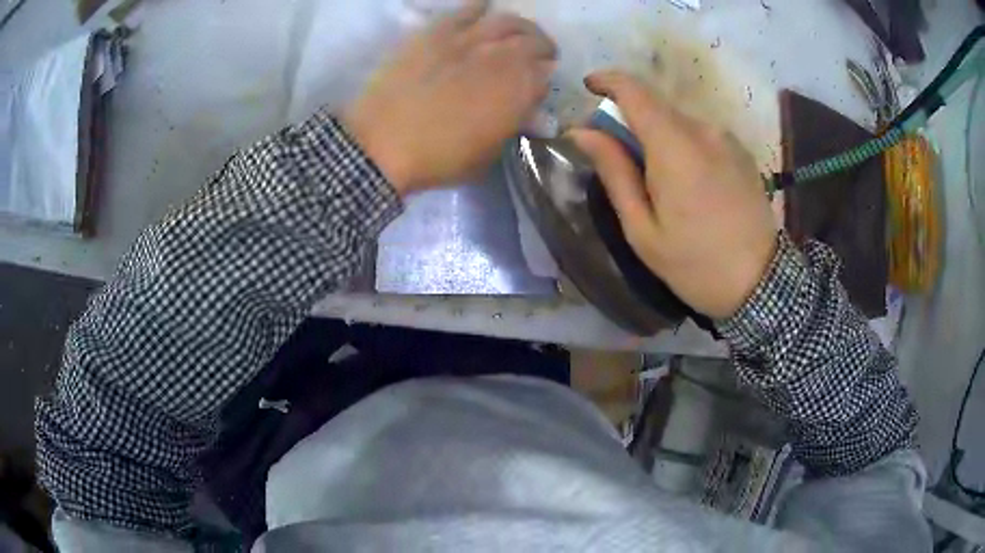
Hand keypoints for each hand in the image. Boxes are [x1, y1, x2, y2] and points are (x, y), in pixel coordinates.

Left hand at [342, 0, 556, 195]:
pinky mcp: (437, 32)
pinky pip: (466, 10)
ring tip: (518, 32)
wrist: (382, 143)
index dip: (544, 79)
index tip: (538, 85)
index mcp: (518, 91)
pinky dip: (479, 7)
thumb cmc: (437, 160)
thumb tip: (522, 106)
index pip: (545, 75)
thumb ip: (510, 126)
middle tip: (539, 55)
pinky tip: (484, 7)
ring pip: (508, 21)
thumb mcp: (487, 156)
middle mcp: (502, 58)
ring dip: (521, 26)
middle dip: (542, 49)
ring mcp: (469, 40)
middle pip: (535, 43)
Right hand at [569, 71, 777, 319]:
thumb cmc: (695, 264)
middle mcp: (703, 130)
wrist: (761, 284)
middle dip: (631, 119)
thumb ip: (614, 172)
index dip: (608, 81)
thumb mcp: (642, 229)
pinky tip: (689, 183)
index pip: (635, 91)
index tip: (589, 87)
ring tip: (658, 180)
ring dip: (659, 136)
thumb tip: (582, 132)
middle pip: (656, 106)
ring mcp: (727, 139)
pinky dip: (684, 144)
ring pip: (679, 121)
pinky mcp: (741, 152)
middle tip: (620, 157)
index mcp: (675, 147)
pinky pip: (702, 134)